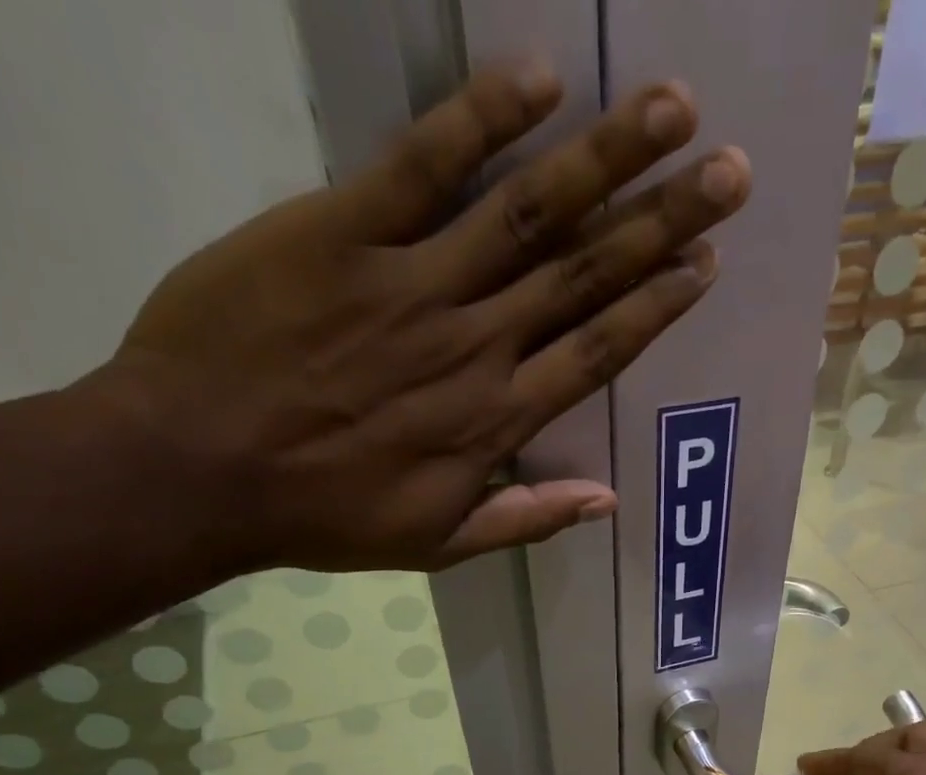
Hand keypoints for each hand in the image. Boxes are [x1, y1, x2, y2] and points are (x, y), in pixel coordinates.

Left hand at [105, 65, 748, 572]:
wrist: (198, 471)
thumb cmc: (324, 515)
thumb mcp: (436, 544)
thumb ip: (524, 519)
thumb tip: (605, 503)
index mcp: (496, 420)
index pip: (597, 353)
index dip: (656, 306)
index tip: (705, 263)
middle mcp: (474, 344)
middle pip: (585, 273)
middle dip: (663, 220)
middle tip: (727, 171)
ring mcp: (411, 282)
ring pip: (528, 211)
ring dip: (605, 156)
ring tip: (672, 108)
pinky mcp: (340, 231)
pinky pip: (421, 166)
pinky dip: (480, 119)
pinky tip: (537, 79)